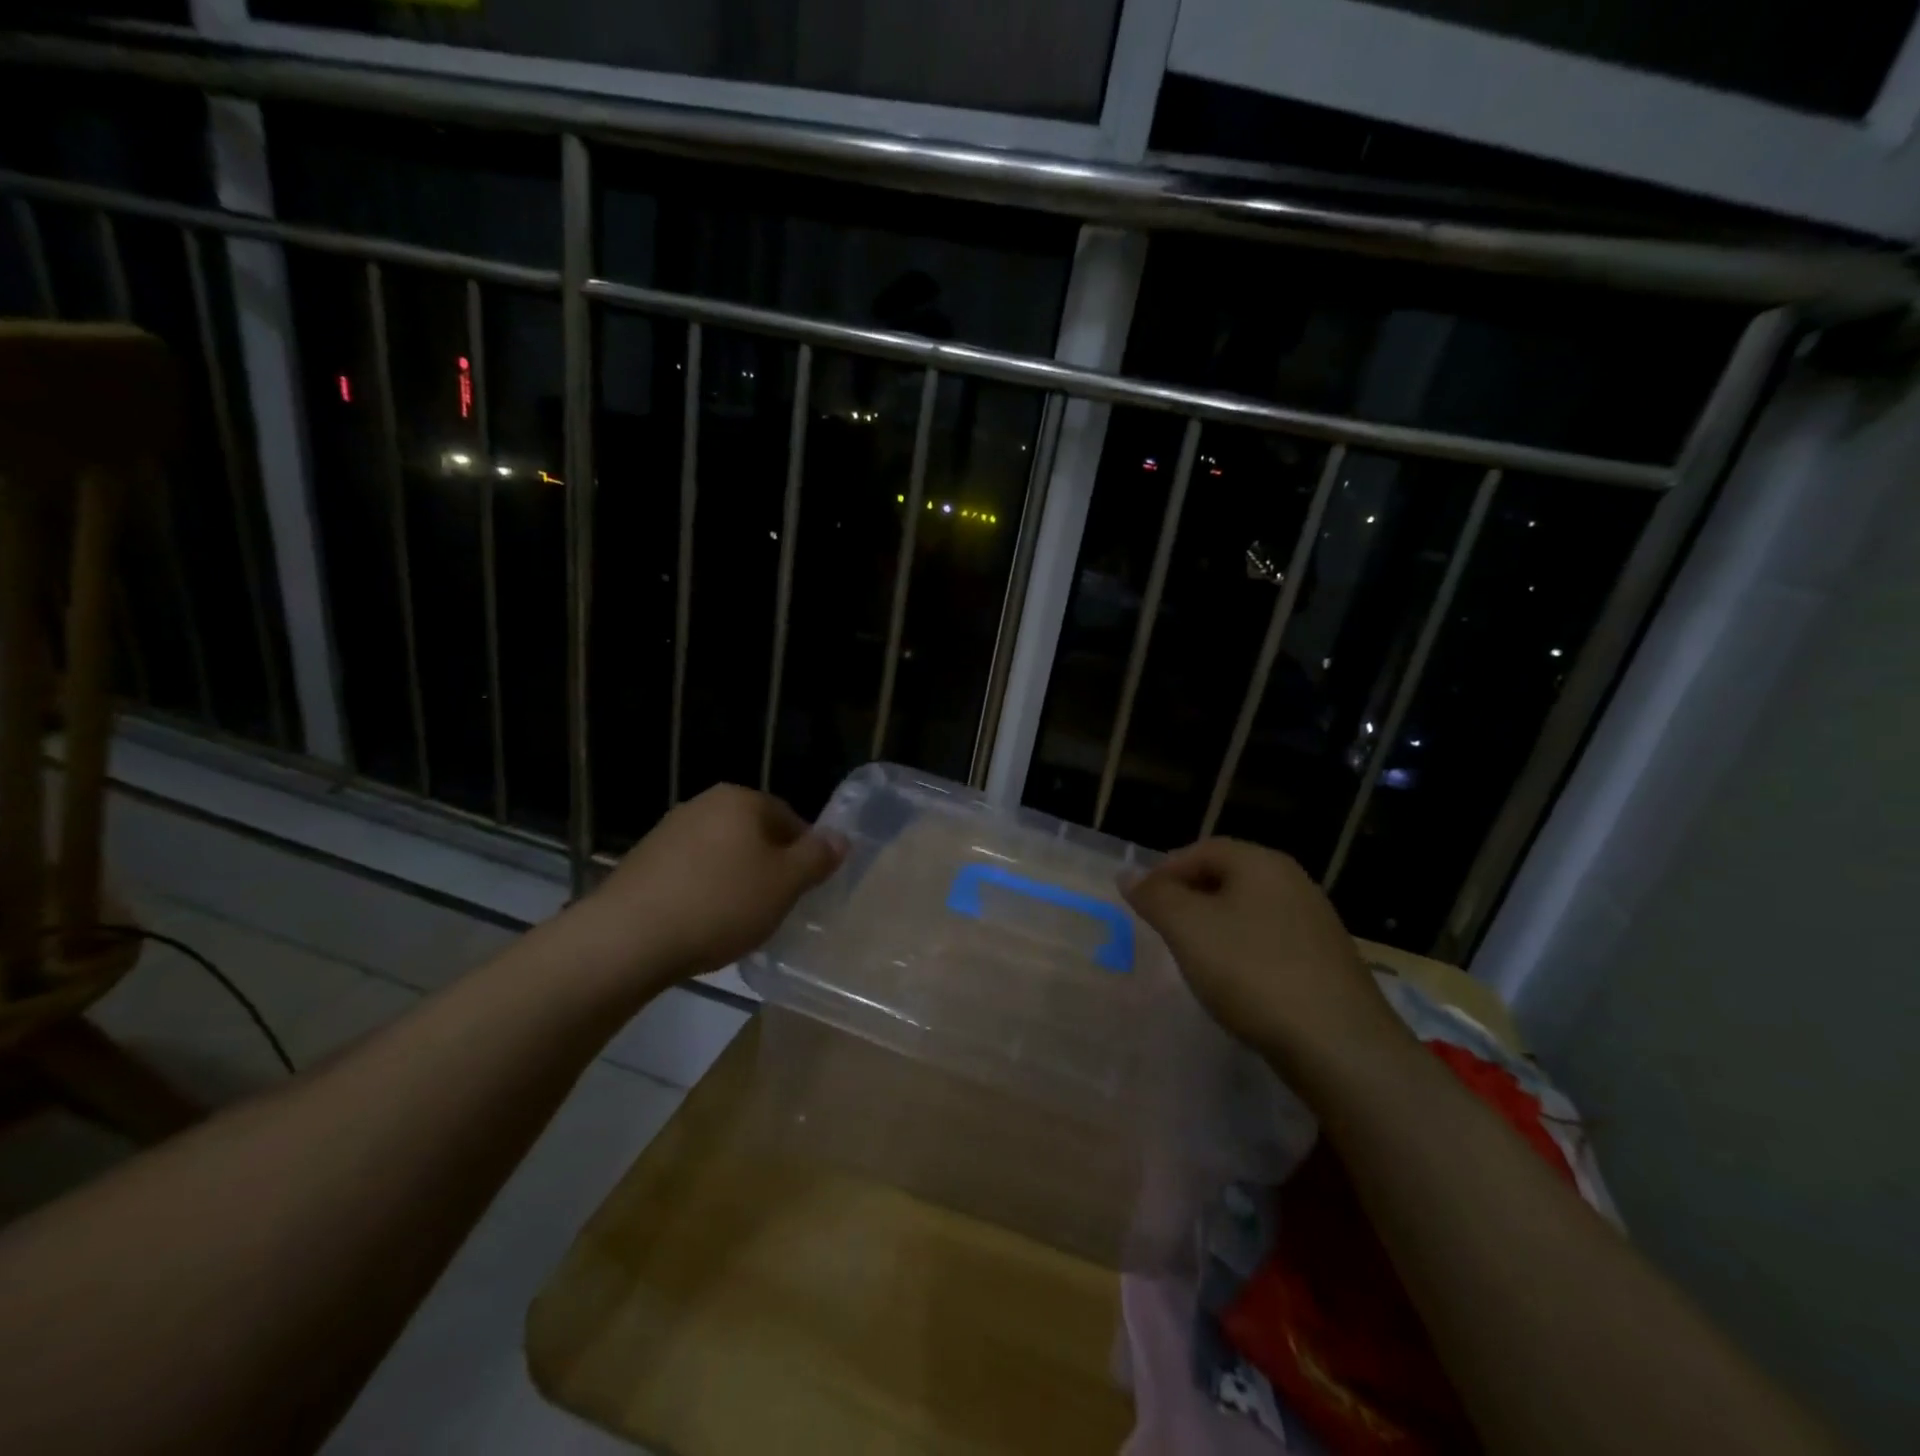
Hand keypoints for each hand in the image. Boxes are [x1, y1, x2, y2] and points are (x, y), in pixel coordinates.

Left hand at [578, 784, 845, 987]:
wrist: (627, 938)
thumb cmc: (720, 903)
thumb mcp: (785, 883)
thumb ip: (817, 857)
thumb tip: (840, 837)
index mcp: (741, 799)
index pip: (790, 818)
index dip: (804, 855)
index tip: (803, 891)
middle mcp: (703, 804)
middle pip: (754, 835)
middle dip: (769, 868)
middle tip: (775, 907)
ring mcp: (668, 831)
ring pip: (722, 854)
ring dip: (735, 881)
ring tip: (738, 922)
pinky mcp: (642, 862)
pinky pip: (690, 873)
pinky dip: (703, 893)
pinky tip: (702, 925)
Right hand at [1123, 838, 1409, 1086]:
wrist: (1340, 1046)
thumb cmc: (1253, 972)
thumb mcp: (1188, 928)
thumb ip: (1154, 896)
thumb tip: (1128, 873)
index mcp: (1262, 864)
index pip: (1202, 850)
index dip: (1165, 870)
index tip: (1140, 903)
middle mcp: (1293, 883)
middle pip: (1227, 877)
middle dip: (1189, 898)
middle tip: (1161, 928)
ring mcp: (1316, 923)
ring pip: (1249, 911)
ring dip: (1215, 927)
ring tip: (1192, 957)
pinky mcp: (1327, 962)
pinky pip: (1271, 942)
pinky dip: (1244, 953)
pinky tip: (1236, 983)